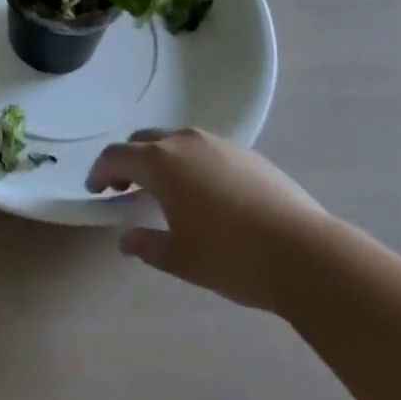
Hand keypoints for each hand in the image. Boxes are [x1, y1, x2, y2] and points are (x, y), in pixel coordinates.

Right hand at [87, 128, 329, 311]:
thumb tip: (125, 239)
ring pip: (175, 141)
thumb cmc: (232, 257)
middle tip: (125, 189)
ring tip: (164, 191)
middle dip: (129, 161)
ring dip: (160, 159)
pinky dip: (189, 162)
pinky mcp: (245, 151)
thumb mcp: (181, 259)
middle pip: (143, 141)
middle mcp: (184, 140)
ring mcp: (217, 142)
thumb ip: (147, 245)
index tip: (96, 191)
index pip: (116, 156)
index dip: (100, 172)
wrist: (305, 252)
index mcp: (161, 162)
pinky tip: (203, 193)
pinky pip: (203, 148)